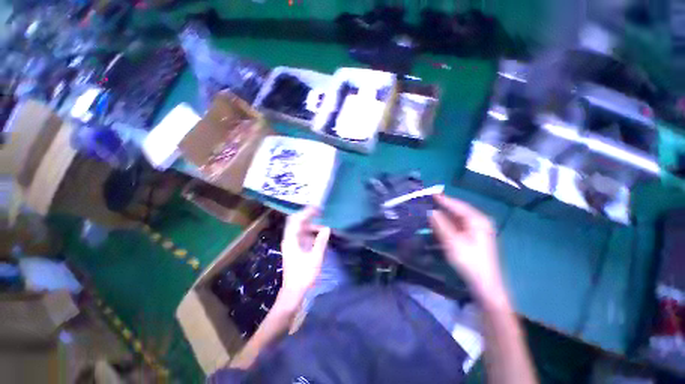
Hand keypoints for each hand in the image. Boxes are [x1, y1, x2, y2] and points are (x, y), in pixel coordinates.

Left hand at [280, 207, 330, 298]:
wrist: (293, 292)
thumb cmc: (303, 275)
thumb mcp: (315, 257)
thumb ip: (321, 241)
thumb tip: (327, 228)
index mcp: (291, 240)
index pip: (296, 220)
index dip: (306, 212)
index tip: (317, 208)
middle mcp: (289, 239)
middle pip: (296, 222)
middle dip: (308, 216)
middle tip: (321, 214)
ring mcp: (292, 244)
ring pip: (300, 229)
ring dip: (311, 226)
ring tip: (324, 227)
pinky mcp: (295, 249)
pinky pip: (302, 236)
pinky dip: (310, 233)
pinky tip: (319, 236)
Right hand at [429, 195, 507, 305]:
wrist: (485, 284)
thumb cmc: (470, 261)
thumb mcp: (453, 242)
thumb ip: (441, 225)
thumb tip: (431, 211)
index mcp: (478, 220)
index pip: (457, 205)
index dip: (443, 199)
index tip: (430, 193)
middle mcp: (479, 221)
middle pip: (458, 210)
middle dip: (443, 206)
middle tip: (428, 201)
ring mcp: (478, 229)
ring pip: (458, 218)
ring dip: (444, 215)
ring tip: (430, 210)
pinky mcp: (474, 237)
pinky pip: (459, 225)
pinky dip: (448, 223)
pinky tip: (439, 223)